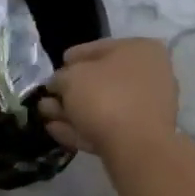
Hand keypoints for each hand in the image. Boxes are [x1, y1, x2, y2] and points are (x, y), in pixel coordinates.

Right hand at [39, 38, 177, 160]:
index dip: (73, 58)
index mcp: (141, 50)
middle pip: (101, 80)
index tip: (55, 69)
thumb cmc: (106, 97)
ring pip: (102, 106)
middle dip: (70, 89)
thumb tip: (59, 84)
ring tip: (44, 113)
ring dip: (71, 110)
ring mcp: (148, 108)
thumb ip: (61, 77)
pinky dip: (82, 127)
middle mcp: (150, 75)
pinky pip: (107, 126)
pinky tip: (56, 130)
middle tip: (47, 96)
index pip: (99, 48)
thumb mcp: (71, 77)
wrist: (136, 147)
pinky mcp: (141, 136)